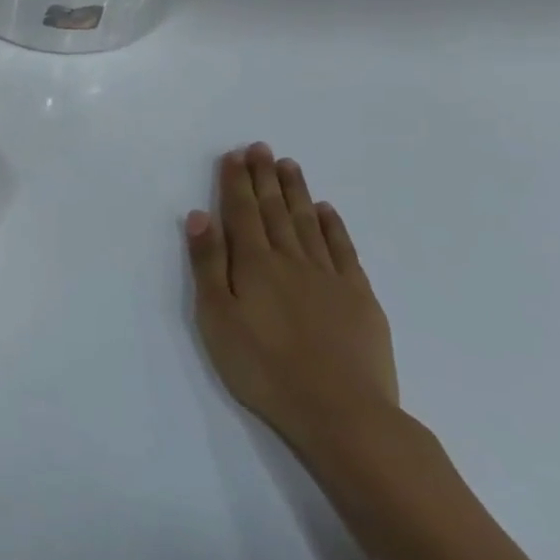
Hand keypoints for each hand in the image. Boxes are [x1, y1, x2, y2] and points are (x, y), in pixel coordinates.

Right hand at [184, 144, 401, 468]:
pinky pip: (343, 250)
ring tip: (289, 166)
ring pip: (309, 223)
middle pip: (275, 210)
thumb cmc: (262, 366)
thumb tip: (200, 216)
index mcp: (254, 264)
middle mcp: (292, 260)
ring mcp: (330, 277)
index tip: (235, 154)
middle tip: (261, 148)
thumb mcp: (216, 317)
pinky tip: (326, 211)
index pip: (241, 212)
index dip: (236, 181)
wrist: (341, 411)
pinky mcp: (359, 298)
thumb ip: (208, 264)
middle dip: (265, 177)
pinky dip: (333, 226)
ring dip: (296, 192)